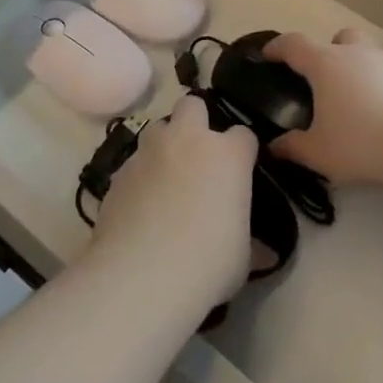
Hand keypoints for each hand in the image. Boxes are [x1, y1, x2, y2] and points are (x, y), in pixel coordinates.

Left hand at [88, 96, 257, 309]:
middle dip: (197, 122)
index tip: (240, 173)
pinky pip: (134, 162)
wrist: (142, 277)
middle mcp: (186, 141)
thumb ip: (251, 241)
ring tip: (167, 180)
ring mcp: (148, 152)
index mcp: (226, 155)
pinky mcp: (118, 172)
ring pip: (157, 130)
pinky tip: (142, 206)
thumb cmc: (207, 264)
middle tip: (199, 157)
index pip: (243, 135)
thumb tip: (264, 252)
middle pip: (192, 106)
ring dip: (165, 146)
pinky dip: (141, 176)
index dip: (242, 152)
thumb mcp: (242, 257)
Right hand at [267, 28, 382, 187]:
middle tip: (319, 77)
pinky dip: (374, 83)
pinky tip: (374, 111)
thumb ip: (292, 147)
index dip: (277, 47)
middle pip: (336, 38)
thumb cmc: (360, 142)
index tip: (267, 55)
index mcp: (325, 64)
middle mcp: (354, 54)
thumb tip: (274, 146)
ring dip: (352, 65)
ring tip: (348, 97)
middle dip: (325, 50)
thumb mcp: (318, 152)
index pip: (294, 44)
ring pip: (363, 51)